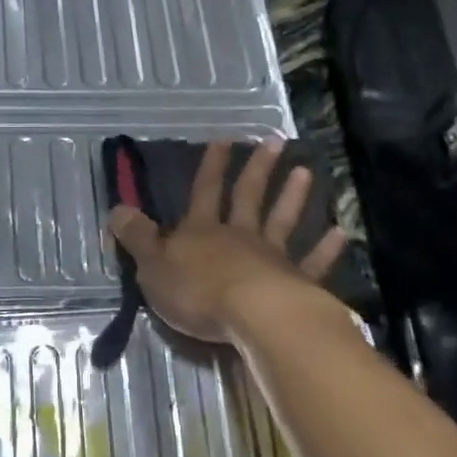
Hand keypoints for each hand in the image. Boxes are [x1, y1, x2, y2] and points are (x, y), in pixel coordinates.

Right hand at [106, 138, 345, 342]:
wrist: (252, 316)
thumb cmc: (197, 292)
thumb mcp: (152, 266)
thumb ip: (137, 238)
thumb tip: (117, 208)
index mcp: (201, 232)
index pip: (204, 192)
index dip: (212, 166)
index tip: (224, 139)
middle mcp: (239, 236)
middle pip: (248, 196)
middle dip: (258, 169)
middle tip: (275, 141)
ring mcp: (271, 257)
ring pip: (282, 221)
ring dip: (293, 197)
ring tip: (306, 172)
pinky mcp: (297, 283)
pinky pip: (312, 263)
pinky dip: (325, 249)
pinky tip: (339, 233)